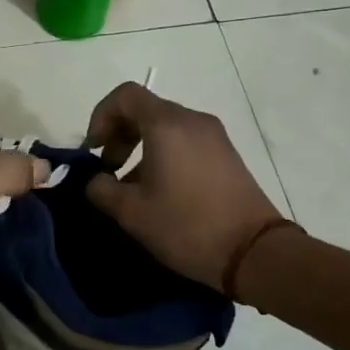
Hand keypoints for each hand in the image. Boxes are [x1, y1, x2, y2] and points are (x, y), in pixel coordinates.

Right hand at [85, 82, 289, 291]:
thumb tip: (96, 180)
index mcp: (167, 125)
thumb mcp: (131, 212)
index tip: (94, 149)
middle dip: (119, 133)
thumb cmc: (187, 226)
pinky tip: (160, 190)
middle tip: (108, 168)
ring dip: (140, 146)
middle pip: (145, 109)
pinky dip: (164, 153)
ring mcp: (214, 136)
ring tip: (131, 185)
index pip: (125, 96)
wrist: (255, 253)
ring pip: (165, 126)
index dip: (101, 116)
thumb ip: (101, 189)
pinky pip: (185, 140)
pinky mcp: (227, 155)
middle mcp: (192, 120)